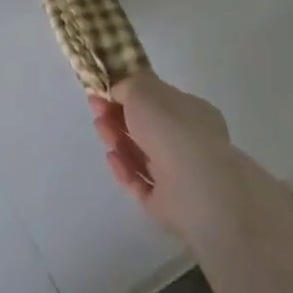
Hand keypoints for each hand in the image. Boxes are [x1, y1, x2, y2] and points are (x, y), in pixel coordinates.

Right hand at [89, 72, 236, 241]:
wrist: (196, 187)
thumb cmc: (170, 126)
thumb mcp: (141, 88)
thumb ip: (125, 86)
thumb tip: (116, 91)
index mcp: (190, 111)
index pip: (158, 100)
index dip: (129, 93)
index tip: (104, 89)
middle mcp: (188, 142)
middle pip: (147, 127)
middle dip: (118, 115)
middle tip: (96, 107)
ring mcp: (180, 176)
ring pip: (142, 155)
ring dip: (118, 139)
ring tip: (99, 128)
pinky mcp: (169, 206)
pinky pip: (141, 184)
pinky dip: (124, 170)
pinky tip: (111, 157)